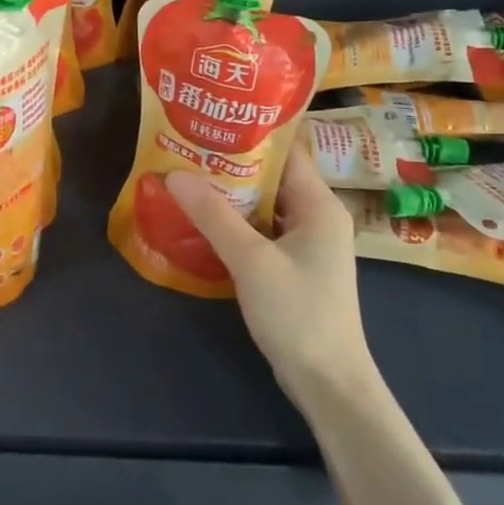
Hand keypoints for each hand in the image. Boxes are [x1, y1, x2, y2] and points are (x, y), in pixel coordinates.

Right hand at [165, 144, 371, 401]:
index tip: (212, 121)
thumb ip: (213, 215)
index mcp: (320, 205)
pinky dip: (238, 223)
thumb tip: (174, 174)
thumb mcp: (250, 260)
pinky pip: (264, 231)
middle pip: (273, 177)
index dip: (251, 133)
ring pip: (266, 205)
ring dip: (231, 195)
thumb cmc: (297, 314)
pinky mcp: (296, 266)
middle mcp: (318, 216)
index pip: (287, 151)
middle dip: (232, 163)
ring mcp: (308, 244)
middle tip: (188, 148)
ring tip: (188, 178)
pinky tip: (204, 221)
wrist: (328, 383)